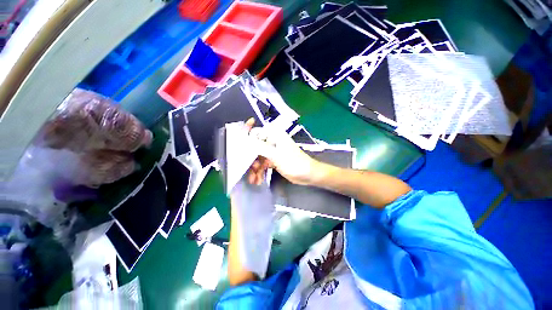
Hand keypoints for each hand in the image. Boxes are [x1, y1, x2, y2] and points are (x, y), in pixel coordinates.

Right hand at [245, 118, 320, 185]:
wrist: (308, 175)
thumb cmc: (294, 162)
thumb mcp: (276, 155)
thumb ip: (260, 148)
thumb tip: (246, 141)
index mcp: (274, 135)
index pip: (256, 132)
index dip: (245, 136)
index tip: (237, 146)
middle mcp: (272, 141)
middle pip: (254, 148)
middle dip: (250, 160)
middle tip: (250, 170)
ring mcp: (272, 152)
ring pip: (257, 158)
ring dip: (254, 169)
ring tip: (253, 180)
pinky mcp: (273, 160)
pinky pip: (263, 164)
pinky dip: (260, 171)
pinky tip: (258, 180)